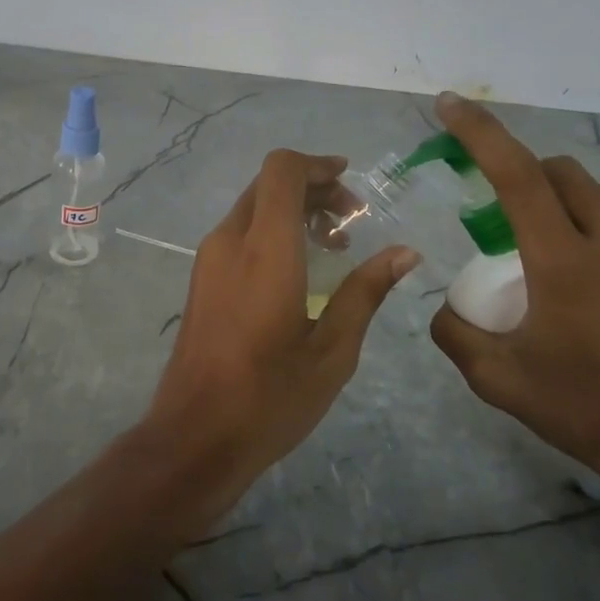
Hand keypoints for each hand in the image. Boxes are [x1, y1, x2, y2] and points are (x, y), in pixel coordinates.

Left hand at [144, 150, 418, 521]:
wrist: (194, 435)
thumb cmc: (270, 397)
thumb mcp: (332, 350)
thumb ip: (366, 292)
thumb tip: (405, 252)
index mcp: (264, 250)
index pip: (281, 172)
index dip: (316, 165)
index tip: (350, 182)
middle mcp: (229, 242)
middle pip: (268, 185)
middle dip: (312, 188)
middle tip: (351, 220)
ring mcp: (208, 260)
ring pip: (251, 208)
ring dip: (291, 210)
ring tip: (332, 246)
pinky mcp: (200, 280)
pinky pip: (238, 233)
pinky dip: (271, 230)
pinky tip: (298, 269)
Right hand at [427, 94, 599, 523]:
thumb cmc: (587, 413)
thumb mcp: (498, 380)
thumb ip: (453, 331)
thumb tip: (445, 302)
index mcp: (566, 262)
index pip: (514, 174)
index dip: (478, 132)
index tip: (451, 105)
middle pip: (566, 174)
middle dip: (534, 182)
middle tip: (524, 225)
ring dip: (585, 208)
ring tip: (582, 254)